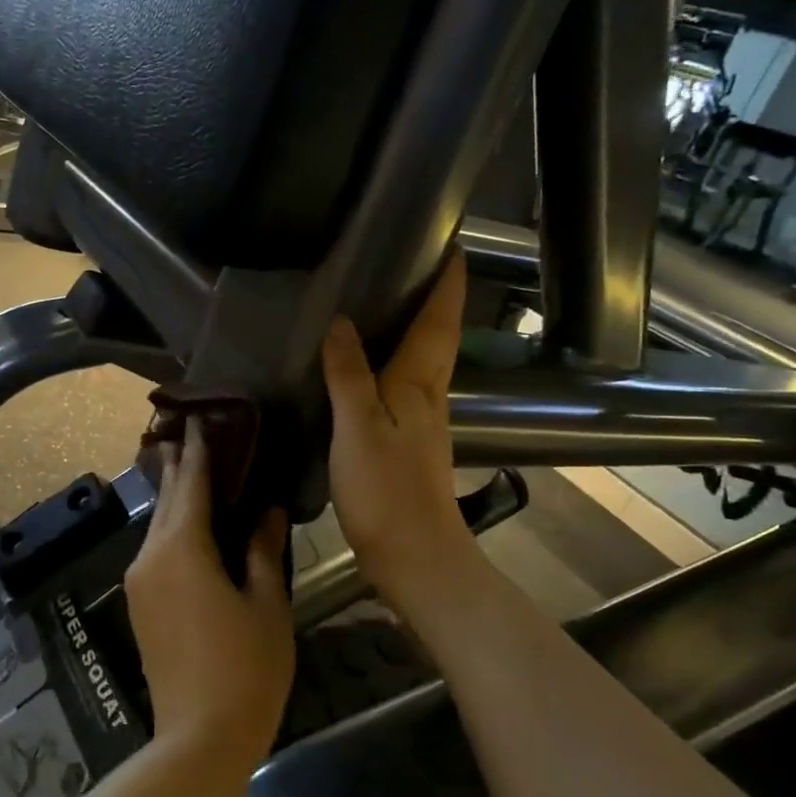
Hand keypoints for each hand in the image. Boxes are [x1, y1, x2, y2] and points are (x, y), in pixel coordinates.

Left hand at [123, 418, 295, 761]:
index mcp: (182, 550)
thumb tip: (266, 510)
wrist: (198, 738)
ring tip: (191, 468)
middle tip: (191, 431)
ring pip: (158, 525)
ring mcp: (140, 581)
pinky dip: (173, 527)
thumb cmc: (245, 669)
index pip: (190, 485)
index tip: (202, 418)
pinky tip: (189, 523)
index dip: (199, 451)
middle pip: (166, 500)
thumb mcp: (266, 604)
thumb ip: (261, 550)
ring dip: (174, 497)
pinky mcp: (141, 604)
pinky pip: (156, 550)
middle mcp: (151, 557)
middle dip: (178, 465)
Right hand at [322, 251, 488, 624]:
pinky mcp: (407, 440)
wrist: (413, 554)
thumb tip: (341, 321)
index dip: (449, 281)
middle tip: (416, 259)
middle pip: (438, 334)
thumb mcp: (358, 427)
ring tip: (391, 297)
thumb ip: (348, 374)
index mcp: (420, 382)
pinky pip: (404, 383)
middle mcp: (428, 393)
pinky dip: (394, 358)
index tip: (454, 242)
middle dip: (436, 296)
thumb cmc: (387, 490)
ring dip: (417, 324)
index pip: (440, 319)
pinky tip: (370, 361)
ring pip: (423, 358)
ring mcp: (421, 419)